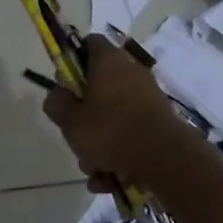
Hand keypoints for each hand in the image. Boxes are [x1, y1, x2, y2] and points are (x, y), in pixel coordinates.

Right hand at [43, 36, 209, 192]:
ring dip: (100, 144)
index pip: (89, 43)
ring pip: (113, 116)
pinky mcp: (159, 121)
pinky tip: (110, 180)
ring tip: (94, 170)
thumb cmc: (111, 130)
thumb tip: (57, 95)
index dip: (73, 60)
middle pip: (99, 86)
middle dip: (84, 116)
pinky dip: (119, 154)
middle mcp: (131, 71)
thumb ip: (57, 104)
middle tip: (76, 136)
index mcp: (108, 61)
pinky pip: (130, 134)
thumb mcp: (70, 121)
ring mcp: (148, 96)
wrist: (165, 158)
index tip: (65, 85)